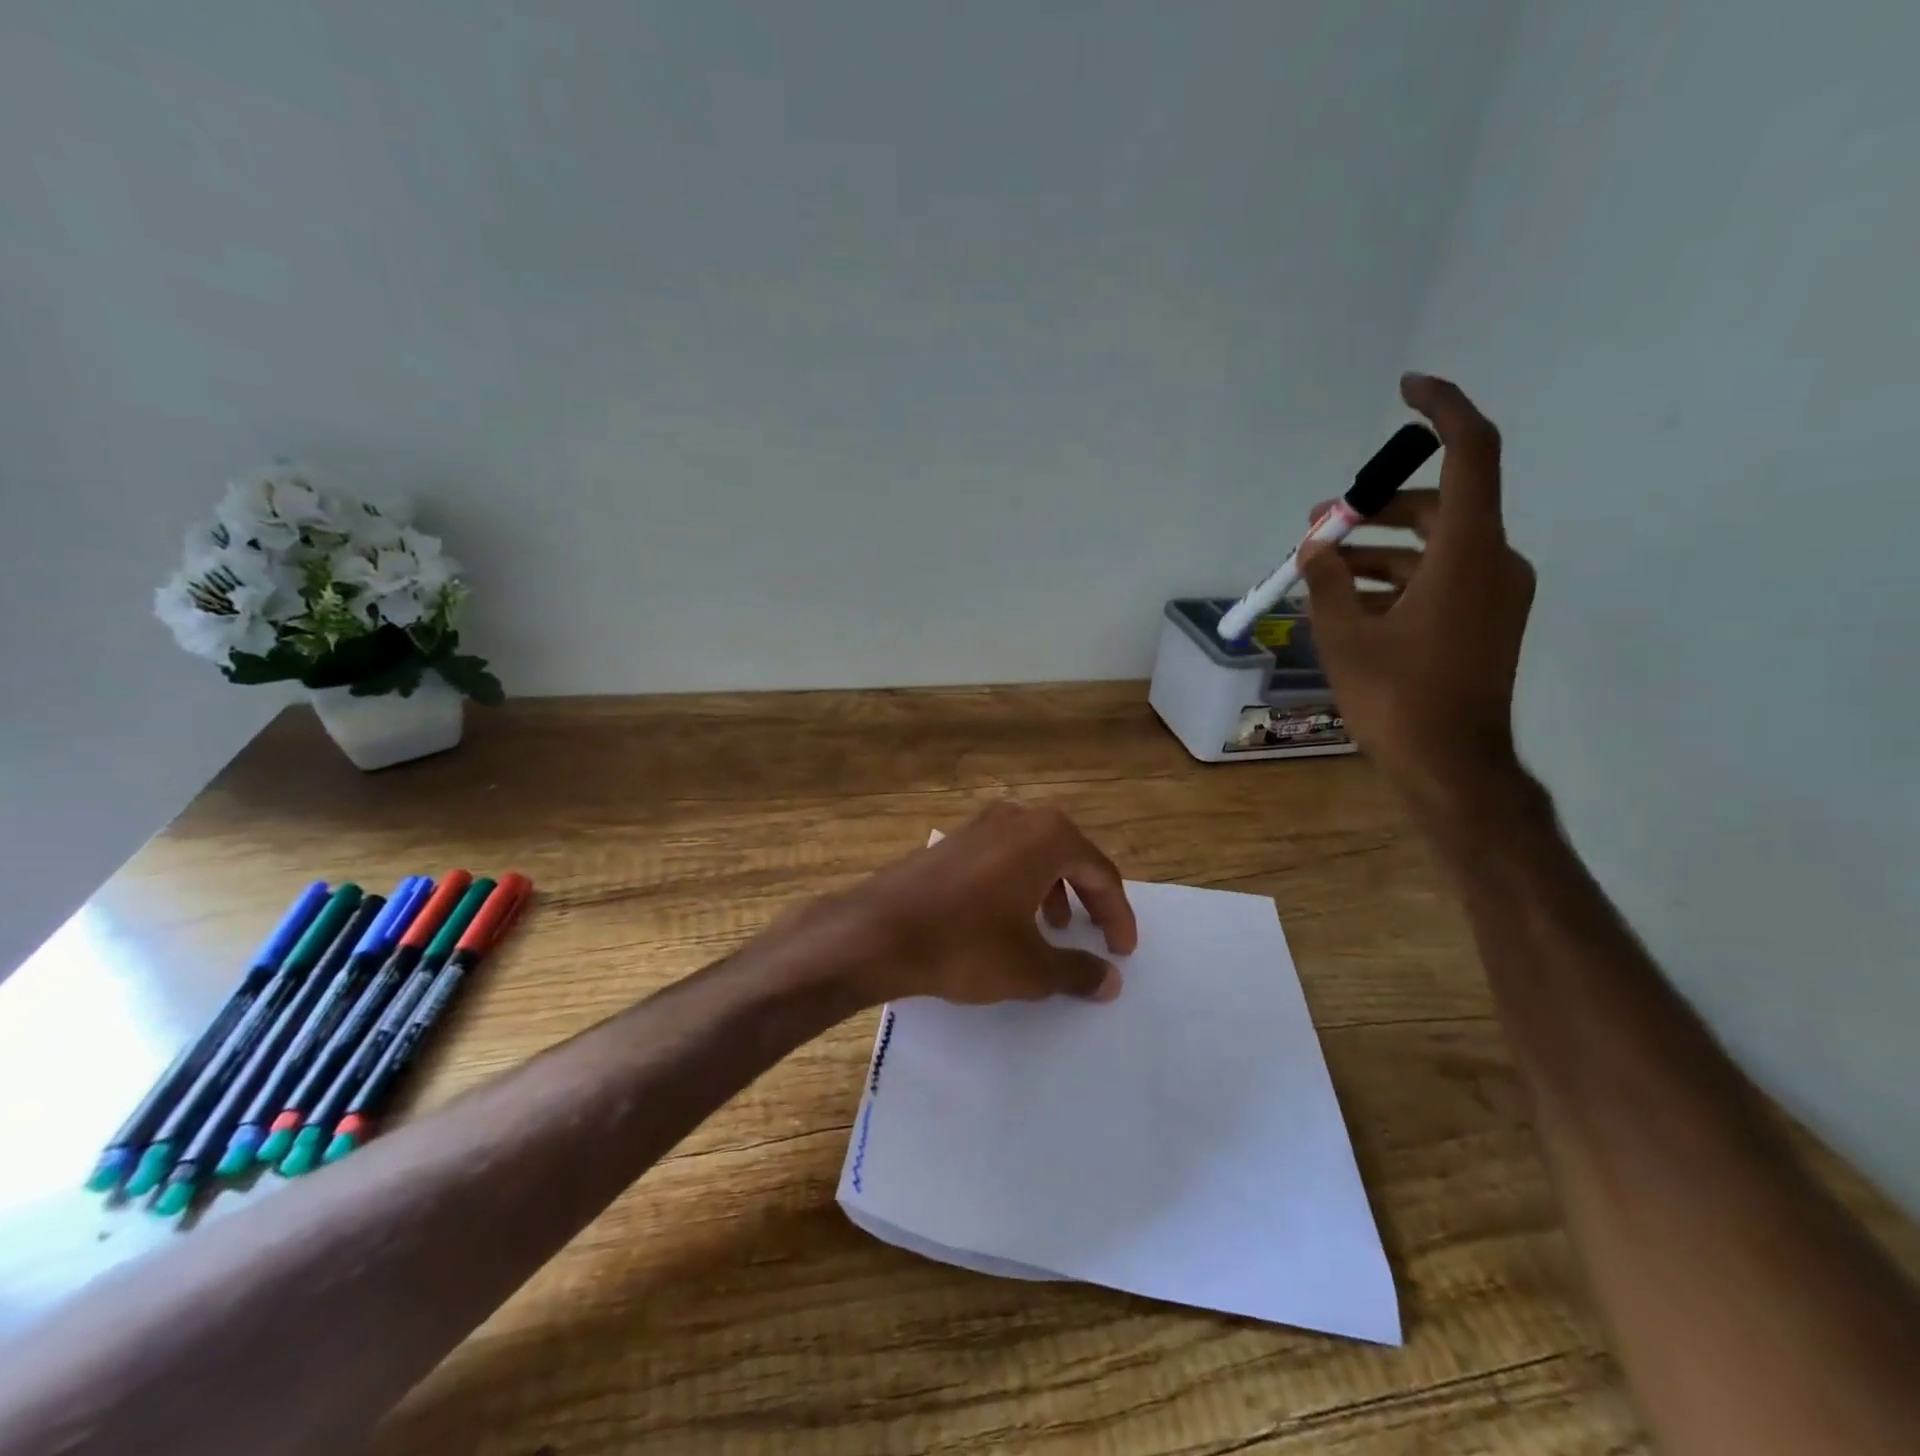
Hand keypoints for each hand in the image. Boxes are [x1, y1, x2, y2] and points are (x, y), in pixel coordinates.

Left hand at [805, 802, 1137, 1007]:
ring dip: (1052, 890)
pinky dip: (1019, 884)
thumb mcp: (1030, 968)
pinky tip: (1006, 919)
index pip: (1100, 873)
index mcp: (1047, 837)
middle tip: (1094, 934)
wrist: (878, 932)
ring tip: (1051, 928)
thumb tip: (1110, 980)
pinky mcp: (952, 840)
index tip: (1122, 952)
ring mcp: (980, 825)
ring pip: (1034, 854)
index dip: (1117, 915)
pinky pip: (1003, 857)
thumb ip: (1077, 971)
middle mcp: (1017, 818)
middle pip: (1070, 856)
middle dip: (1087, 897)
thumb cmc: (965, 944)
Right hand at [1299, 374, 1535, 809]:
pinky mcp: (1486, 620)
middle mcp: (1494, 560)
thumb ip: (1326, 580)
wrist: (1452, 767)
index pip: (1470, 453)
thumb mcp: (1343, 636)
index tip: (1406, 388)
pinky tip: (1349, 601)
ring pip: (1434, 545)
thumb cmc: (1397, 698)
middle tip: (1321, 523)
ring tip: (1321, 567)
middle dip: (1375, 508)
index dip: (1442, 410)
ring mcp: (1495, 593)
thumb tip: (1315, 545)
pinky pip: (1439, 578)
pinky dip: (1396, 578)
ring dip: (1378, 548)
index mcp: (1468, 552)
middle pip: (1438, 505)